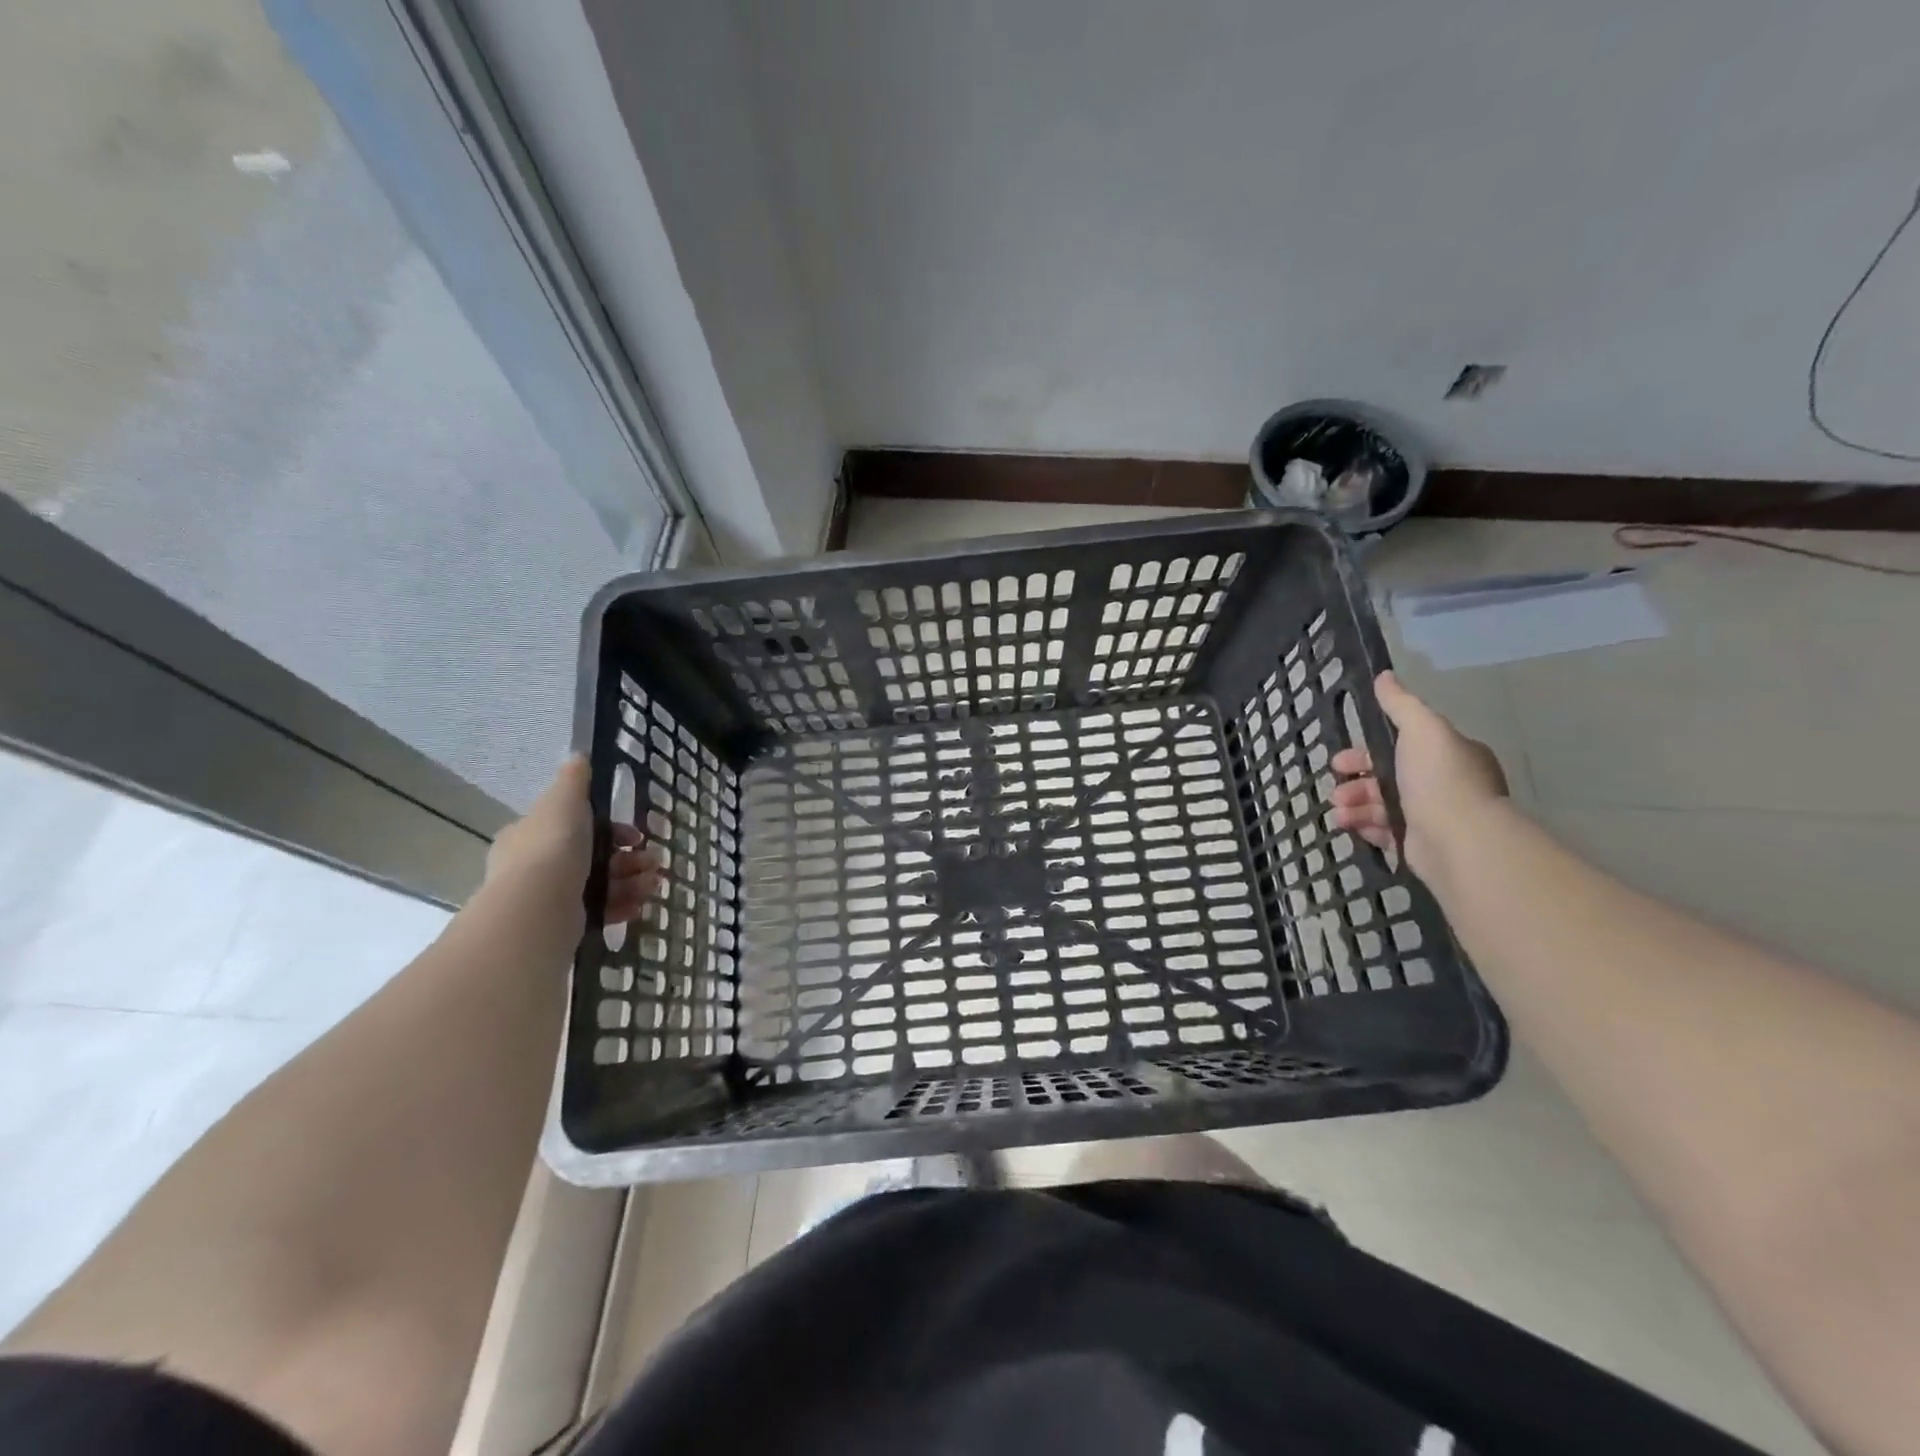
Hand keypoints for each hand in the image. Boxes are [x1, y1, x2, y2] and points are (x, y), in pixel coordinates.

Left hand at [485, 756, 662, 927]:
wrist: (537, 909)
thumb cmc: (552, 848)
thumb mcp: (563, 802)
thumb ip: (574, 780)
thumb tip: (578, 755)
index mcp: (532, 835)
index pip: (574, 826)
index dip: (610, 828)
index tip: (634, 834)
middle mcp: (537, 866)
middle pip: (594, 856)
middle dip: (630, 857)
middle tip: (653, 860)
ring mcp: (550, 897)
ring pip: (602, 883)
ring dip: (633, 880)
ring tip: (654, 883)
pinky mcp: (564, 924)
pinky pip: (600, 910)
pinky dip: (623, 904)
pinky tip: (641, 904)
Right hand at [1330, 671, 1507, 879]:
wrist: (1459, 840)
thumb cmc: (1440, 780)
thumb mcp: (1422, 730)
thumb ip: (1401, 705)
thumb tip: (1385, 676)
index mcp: (1449, 755)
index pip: (1401, 746)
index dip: (1366, 750)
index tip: (1339, 759)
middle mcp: (1443, 784)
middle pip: (1388, 777)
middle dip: (1356, 782)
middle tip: (1336, 790)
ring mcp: (1433, 817)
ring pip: (1382, 805)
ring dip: (1355, 805)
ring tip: (1338, 813)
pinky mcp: (1421, 845)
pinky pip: (1386, 832)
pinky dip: (1365, 827)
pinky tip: (1350, 827)